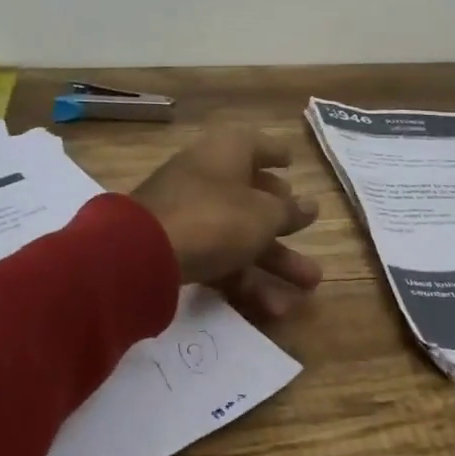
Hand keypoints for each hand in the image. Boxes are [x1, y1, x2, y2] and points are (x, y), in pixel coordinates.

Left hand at [129, 125, 322, 317]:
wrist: (144, 252)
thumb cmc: (215, 216)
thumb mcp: (263, 215)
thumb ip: (288, 212)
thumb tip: (309, 205)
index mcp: (229, 151)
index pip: (259, 146)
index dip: (277, 154)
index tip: (293, 163)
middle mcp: (209, 174)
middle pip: (253, 195)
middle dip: (285, 223)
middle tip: (311, 233)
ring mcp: (190, 209)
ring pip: (240, 232)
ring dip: (275, 260)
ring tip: (311, 286)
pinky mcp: (178, 244)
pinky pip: (220, 257)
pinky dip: (245, 278)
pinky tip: (275, 309)